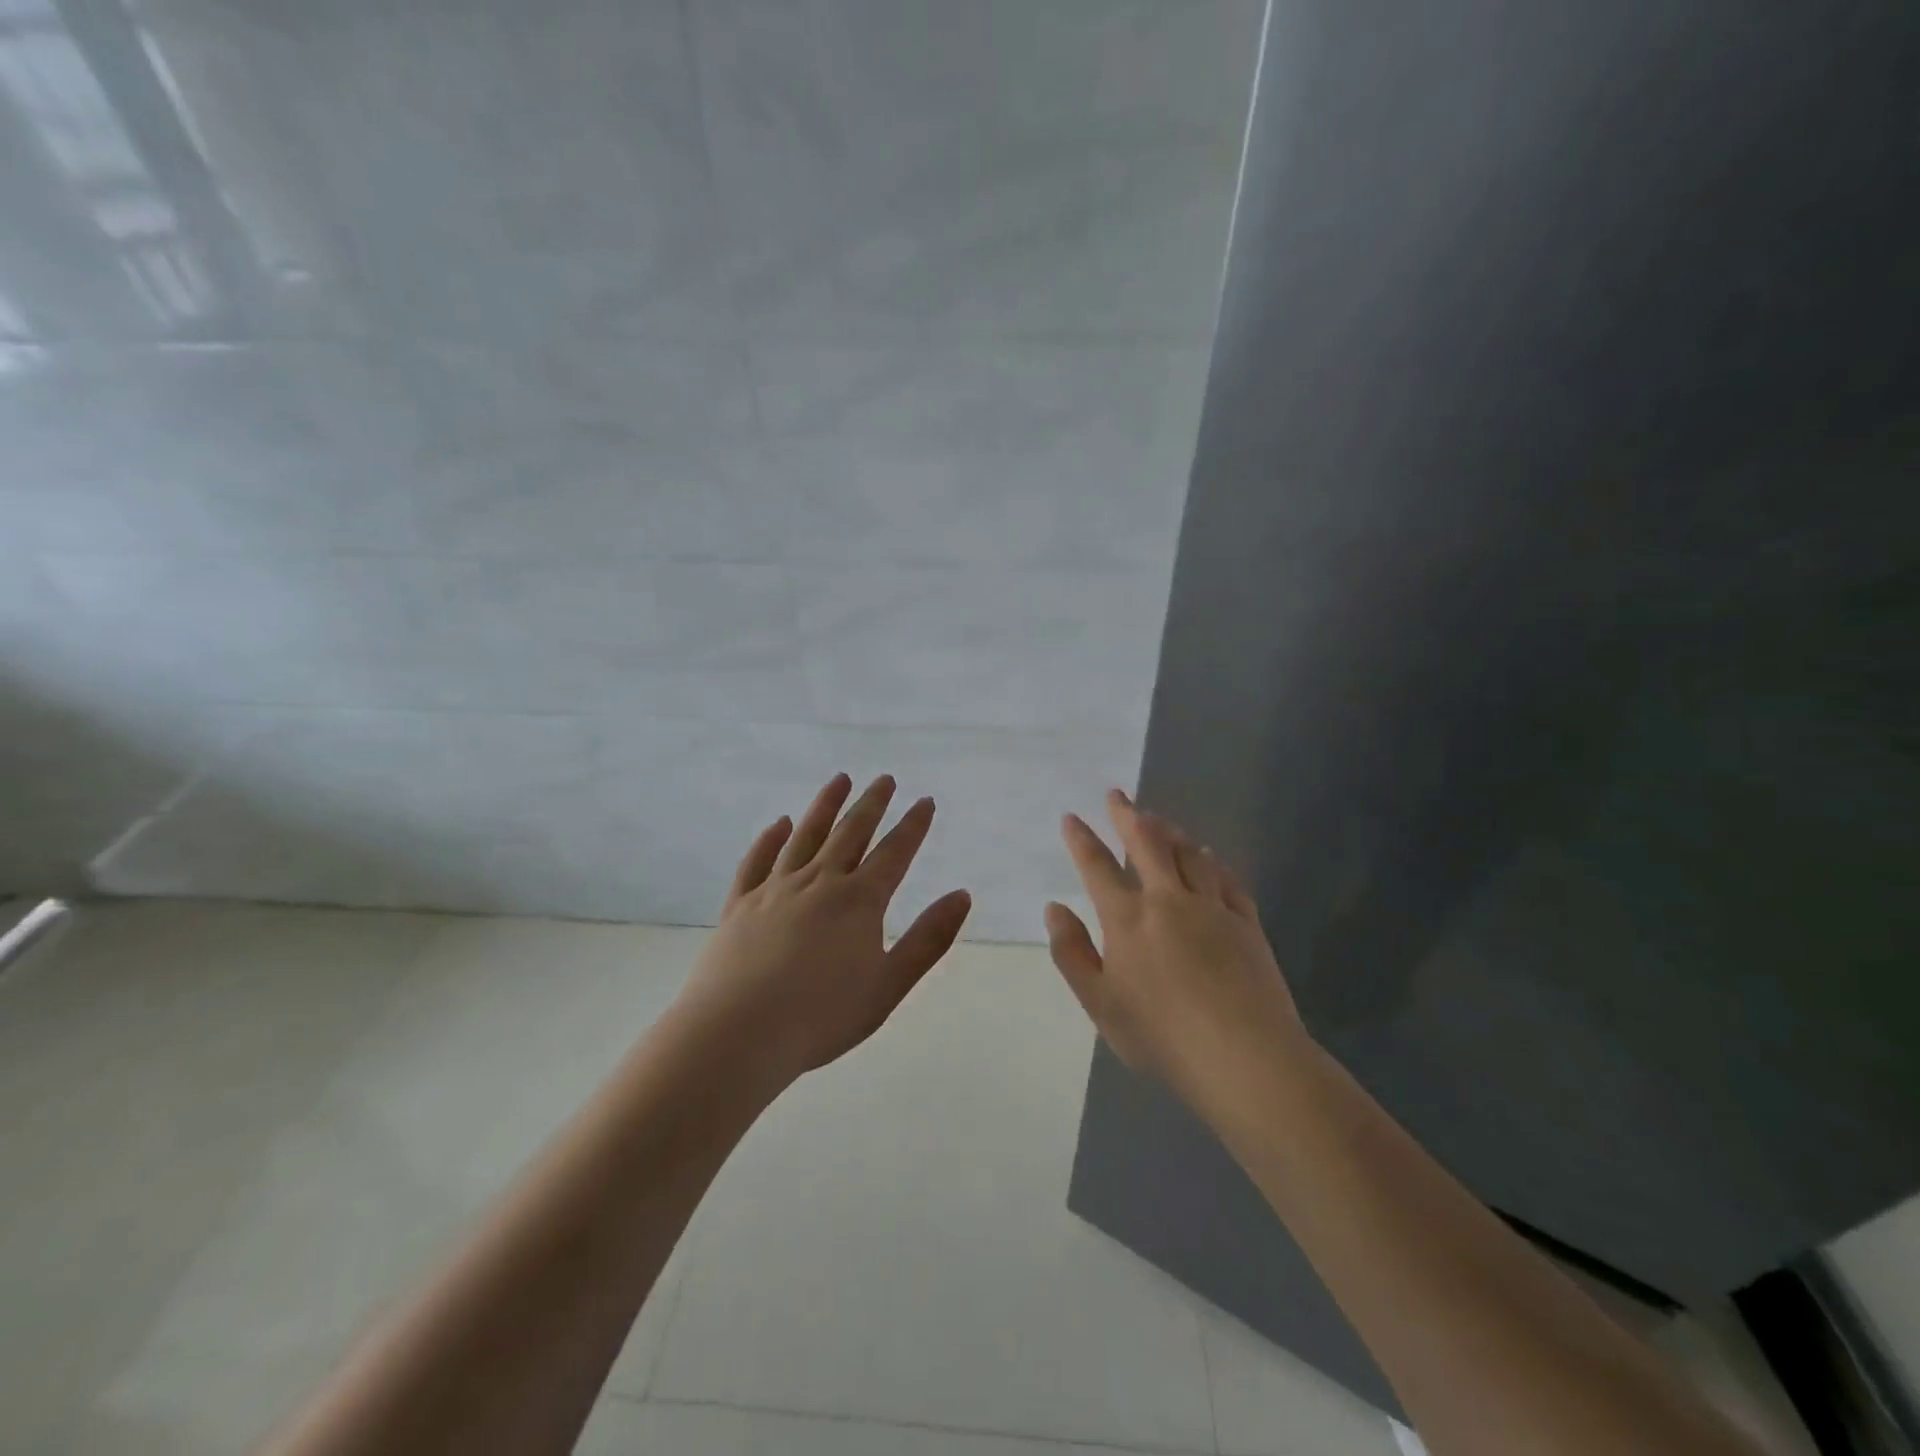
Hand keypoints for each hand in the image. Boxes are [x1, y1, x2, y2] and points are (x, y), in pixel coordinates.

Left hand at [673, 773, 972, 1093]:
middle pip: (850, 833)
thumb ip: (928, 939)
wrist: (738, 1033)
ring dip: (825, 806)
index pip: (894, 852)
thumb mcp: (889, 984)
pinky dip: (771, 838)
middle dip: (871, 804)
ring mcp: (775, 889)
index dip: (912, 825)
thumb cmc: (822, 1016)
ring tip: (839, 780)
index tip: (924, 801)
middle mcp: (819, 882)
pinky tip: (780, 824)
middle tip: (885, 779)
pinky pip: (757, 861)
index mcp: (859, 901)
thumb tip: (962, 895)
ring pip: (805, 836)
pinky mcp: (740, 904)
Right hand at [1046, 789, 1306, 1118]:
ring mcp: (1212, 907)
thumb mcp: (1100, 1003)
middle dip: (1127, 815)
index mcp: (1127, 919)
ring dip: (1169, 832)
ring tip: (1158, 819)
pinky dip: (1212, 861)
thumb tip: (1054, 908)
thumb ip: (1072, 953)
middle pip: (1146, 844)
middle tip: (1117, 795)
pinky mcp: (1246, 922)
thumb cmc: (1161, 1036)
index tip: (1072, 817)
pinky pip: (1226, 878)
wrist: (1244, 1056)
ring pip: (1189, 854)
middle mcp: (1168, 900)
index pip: (1097, 866)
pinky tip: (1209, 856)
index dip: (1081, 839)